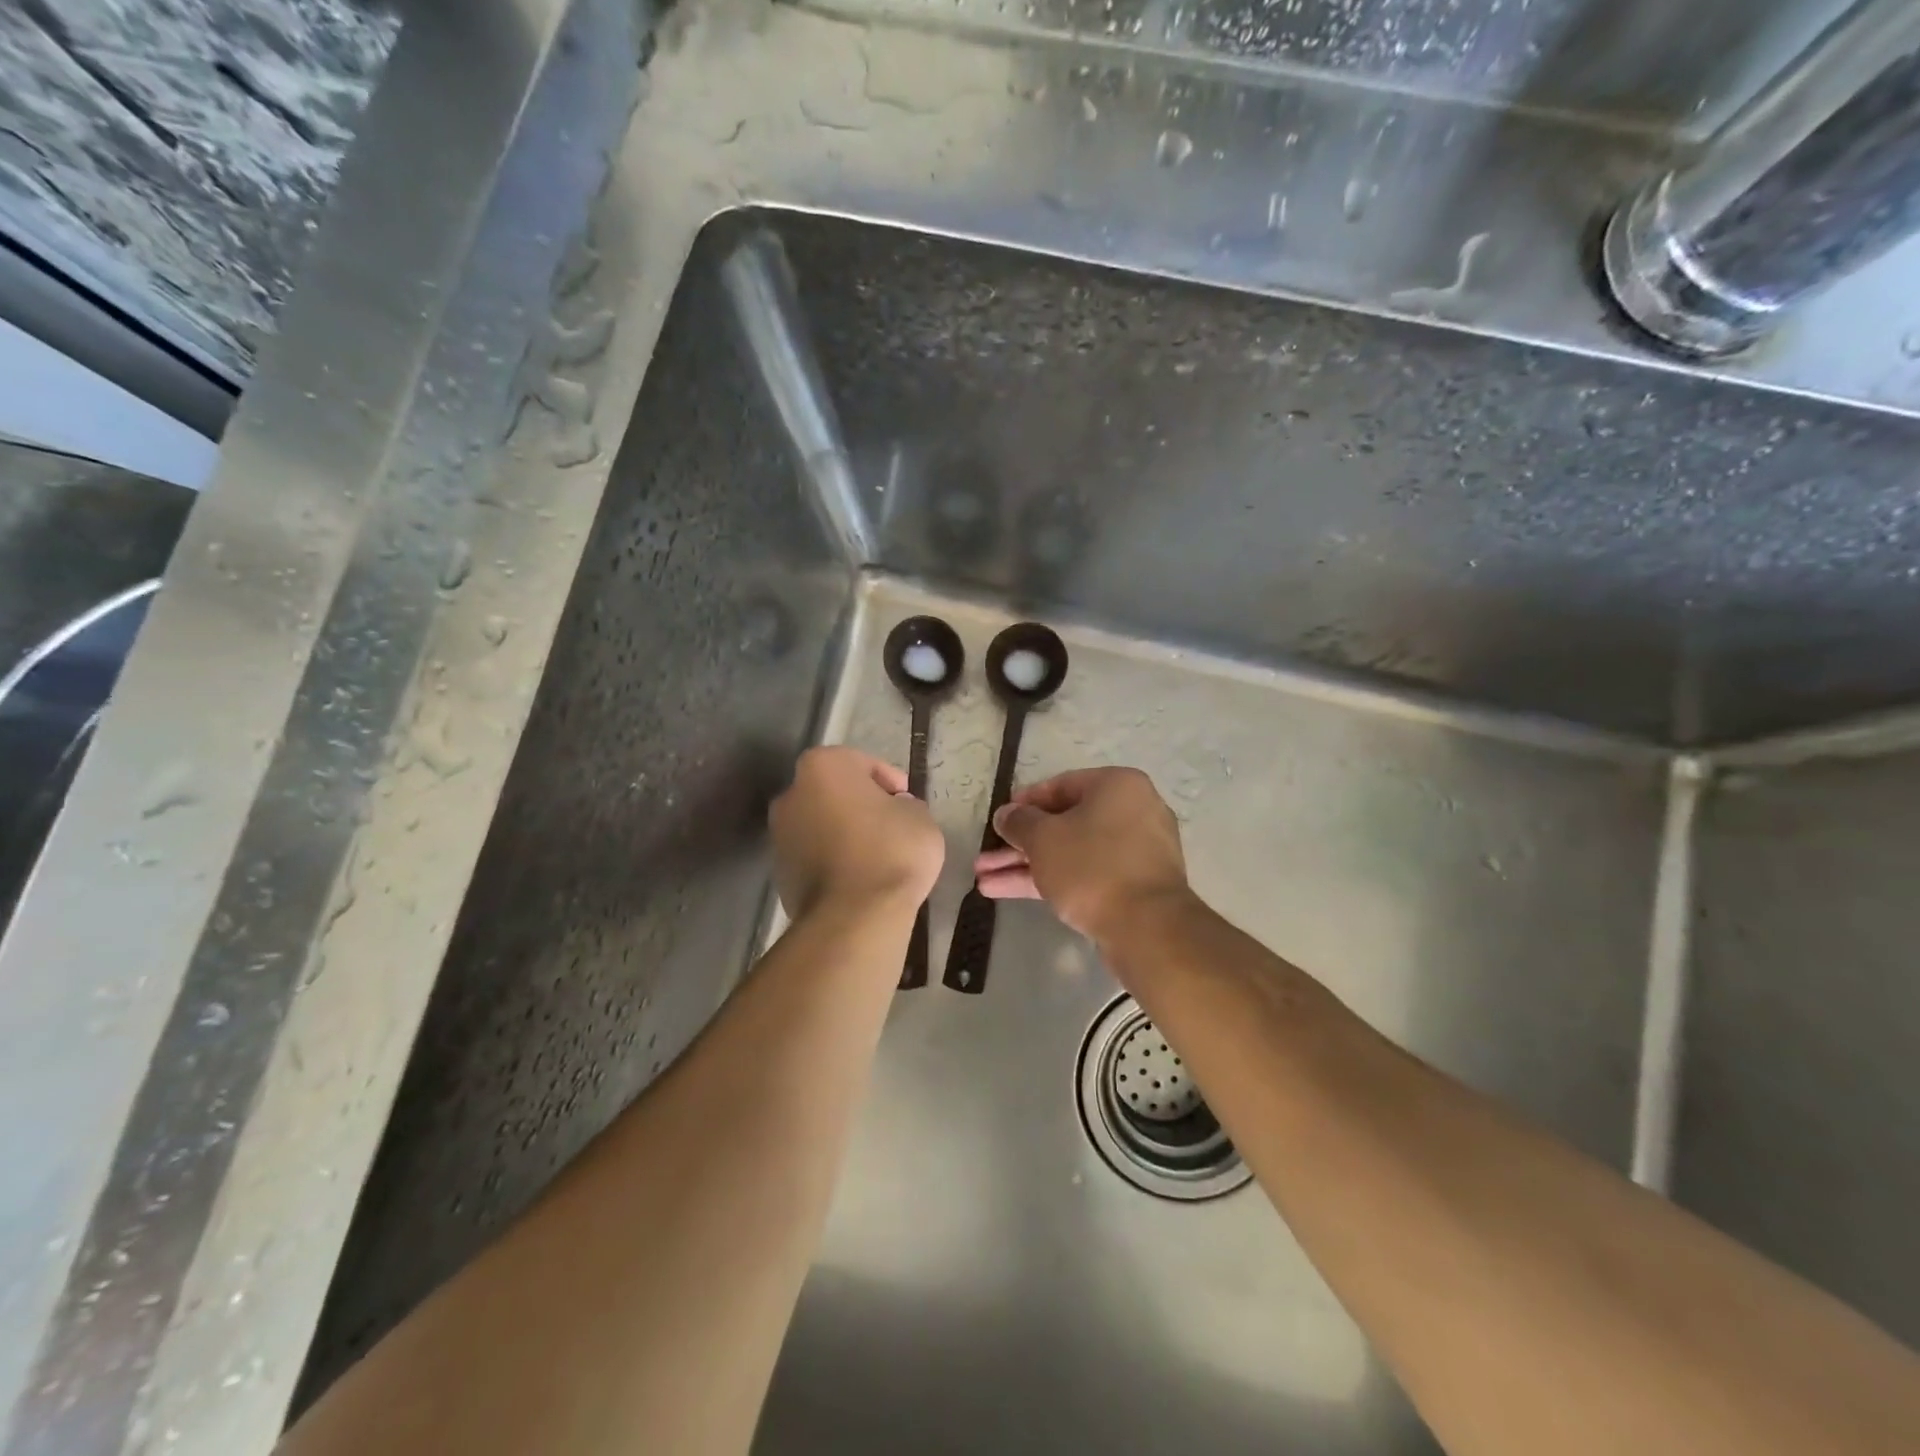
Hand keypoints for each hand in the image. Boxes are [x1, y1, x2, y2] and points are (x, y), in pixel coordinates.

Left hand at [770, 746, 943, 918]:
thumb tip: (895, 811)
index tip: (908, 804)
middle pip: (834, 792)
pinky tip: (858, 880)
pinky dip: (832, 861)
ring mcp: (779, 834)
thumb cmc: (891, 852)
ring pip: (821, 824)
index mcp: (823, 766)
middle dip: (860, 805)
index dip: (890, 782)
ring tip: (876, 857)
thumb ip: (907, 805)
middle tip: (891, 826)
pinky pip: (813, 856)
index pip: (863, 763)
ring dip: (843, 833)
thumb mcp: (920, 818)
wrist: (853, 917)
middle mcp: (791, 793)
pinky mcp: (779, 872)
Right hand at [973, 767, 1190, 940]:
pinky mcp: (1132, 886)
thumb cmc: (1092, 866)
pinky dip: (1051, 880)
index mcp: (1117, 786)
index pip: (1061, 785)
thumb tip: (1005, 814)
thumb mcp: (1044, 838)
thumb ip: (1019, 822)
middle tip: (985, 858)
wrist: (1147, 927)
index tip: (999, 820)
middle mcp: (1131, 812)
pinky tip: (1007, 892)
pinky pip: (1085, 874)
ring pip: (1071, 852)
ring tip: (983, 880)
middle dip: (1019, 844)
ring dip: (1026, 865)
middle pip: (1064, 824)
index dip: (1024, 803)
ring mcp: (1134, 852)